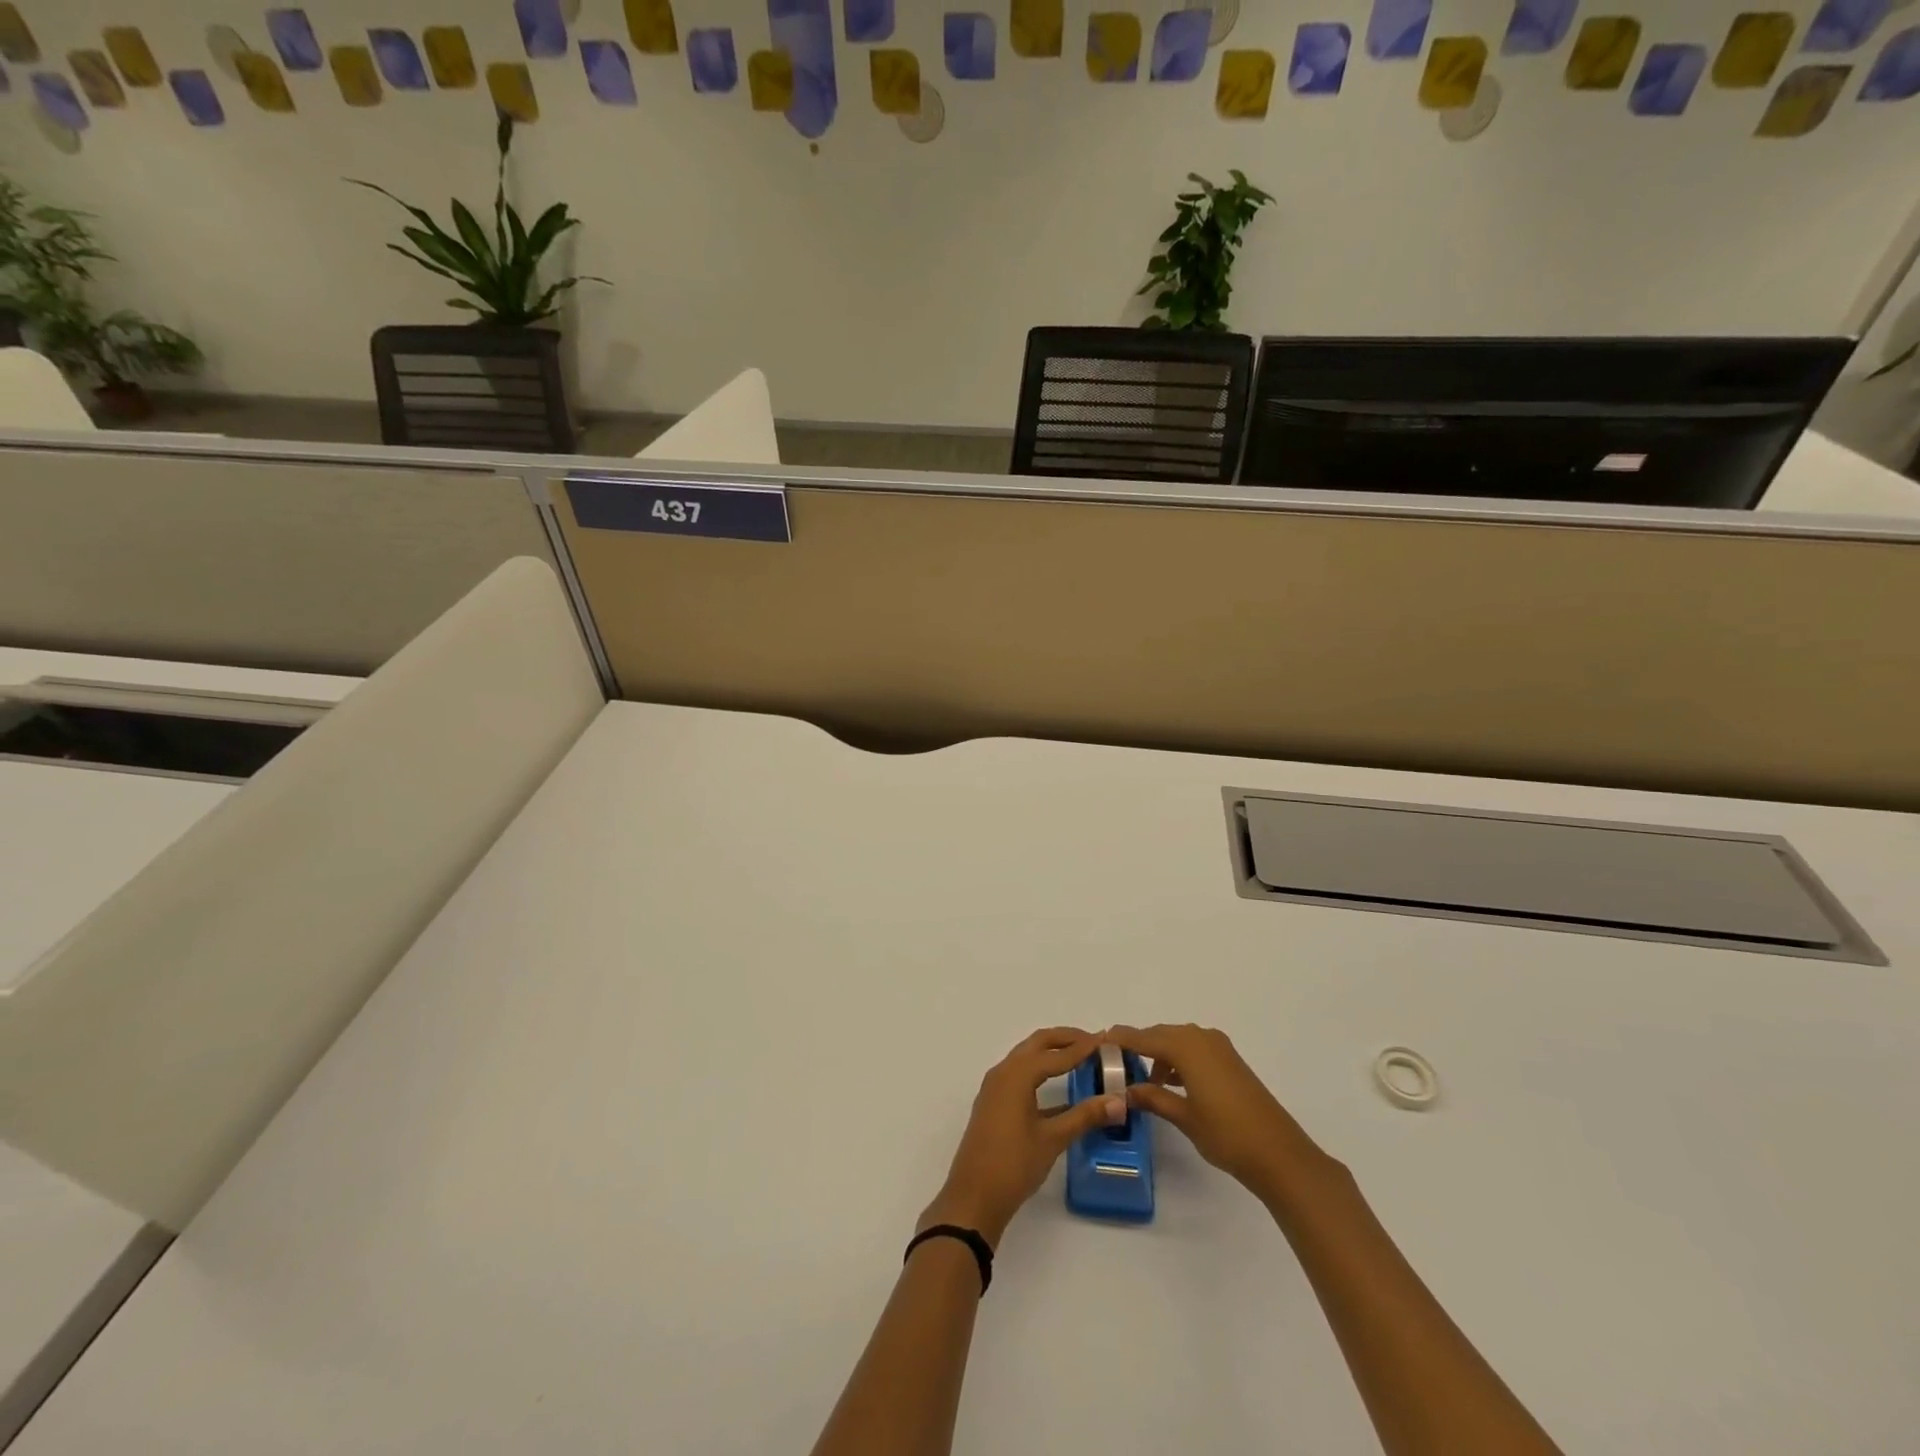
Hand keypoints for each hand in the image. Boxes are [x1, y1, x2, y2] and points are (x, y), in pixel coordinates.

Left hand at [920, 1027, 1125, 1247]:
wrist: (973, 1198)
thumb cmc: (1013, 1164)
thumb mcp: (1053, 1139)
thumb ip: (1085, 1116)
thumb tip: (1119, 1101)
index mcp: (1016, 1075)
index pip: (1055, 1053)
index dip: (1082, 1047)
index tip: (1106, 1040)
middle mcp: (1003, 1072)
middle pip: (1037, 1044)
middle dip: (1065, 1039)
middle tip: (1094, 1042)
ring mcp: (995, 1088)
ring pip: (1027, 1058)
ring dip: (1052, 1053)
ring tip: (1080, 1058)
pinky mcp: (994, 1103)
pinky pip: (1020, 1075)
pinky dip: (1041, 1072)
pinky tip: (1062, 1090)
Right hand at [1110, 1023, 1328, 1200]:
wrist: (1280, 1154)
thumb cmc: (1226, 1134)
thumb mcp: (1183, 1117)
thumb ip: (1152, 1098)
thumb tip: (1125, 1091)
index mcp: (1186, 1046)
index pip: (1143, 1037)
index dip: (1120, 1039)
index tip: (1097, 1041)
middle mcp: (1201, 1038)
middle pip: (1160, 1035)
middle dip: (1138, 1047)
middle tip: (1115, 1064)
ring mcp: (1219, 1048)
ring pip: (1178, 1042)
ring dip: (1159, 1056)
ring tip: (1142, 1080)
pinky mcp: (1230, 1062)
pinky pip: (1194, 1051)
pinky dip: (1178, 1061)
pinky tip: (1170, 1084)